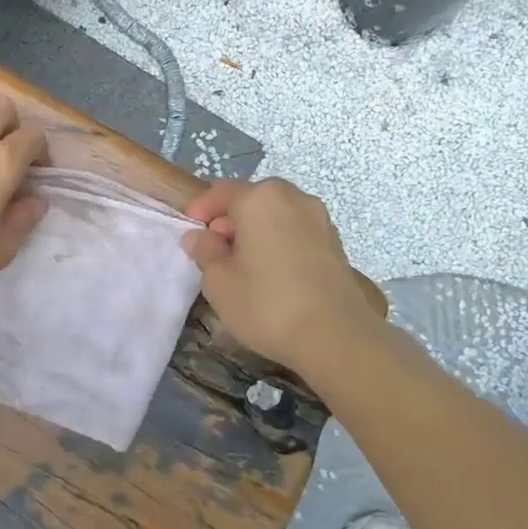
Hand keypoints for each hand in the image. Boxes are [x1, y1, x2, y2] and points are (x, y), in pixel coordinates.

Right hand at [181, 178, 382, 371]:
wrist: (337, 337)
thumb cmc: (267, 304)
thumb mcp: (219, 281)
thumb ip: (205, 251)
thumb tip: (199, 236)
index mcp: (260, 198)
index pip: (221, 191)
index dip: (201, 209)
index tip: (190, 232)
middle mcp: (293, 198)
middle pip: (252, 198)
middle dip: (230, 218)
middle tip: (215, 249)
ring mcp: (319, 218)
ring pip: (276, 214)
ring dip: (256, 229)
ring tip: (244, 264)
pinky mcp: (335, 242)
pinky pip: (296, 230)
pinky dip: (279, 241)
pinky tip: (272, 272)